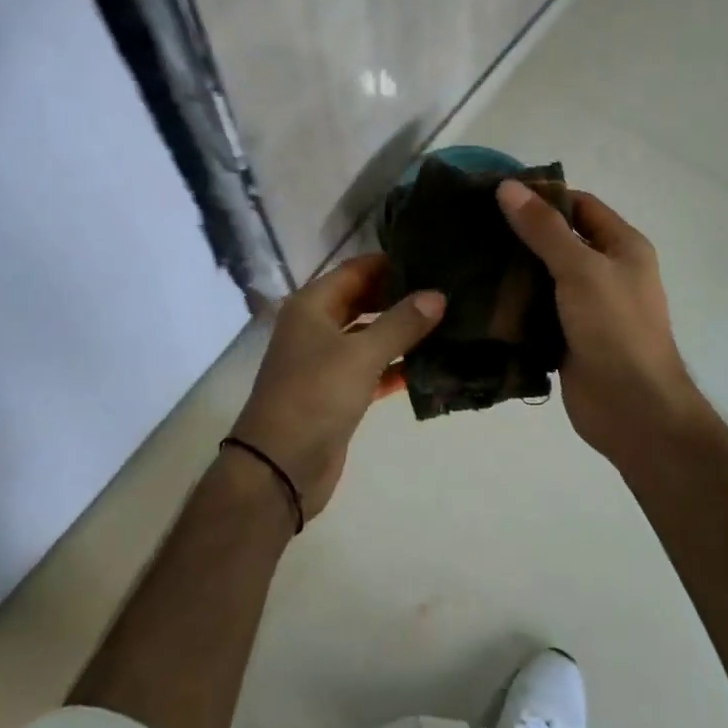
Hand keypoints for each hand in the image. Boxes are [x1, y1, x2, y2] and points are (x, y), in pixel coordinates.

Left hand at [230, 255, 443, 519]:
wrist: (280, 468)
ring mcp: (326, 362)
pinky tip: (430, 365)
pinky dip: (396, 366)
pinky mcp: (338, 393)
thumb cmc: (315, 396)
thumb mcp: (361, 354)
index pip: (356, 270)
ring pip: (369, 336)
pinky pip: (372, 369)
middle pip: (363, 301)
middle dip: (400, 296)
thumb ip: (402, 323)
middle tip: (446, 290)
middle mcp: (316, 328)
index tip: (432, 259)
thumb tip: (438, 295)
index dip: (390, 263)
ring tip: (448, 322)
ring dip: (401, 332)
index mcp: (312, 306)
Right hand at [496, 180, 707, 466]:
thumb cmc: (615, 328)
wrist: (633, 409)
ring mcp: (586, 307)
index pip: (580, 205)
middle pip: (559, 241)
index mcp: (622, 247)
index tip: (496, 194)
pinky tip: (478, 299)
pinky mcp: (567, 337)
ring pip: (543, 278)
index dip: (543, 196)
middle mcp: (606, 272)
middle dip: (520, 233)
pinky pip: (536, 312)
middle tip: (471, 225)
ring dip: (512, 272)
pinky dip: (512, 306)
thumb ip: (544, 230)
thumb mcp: (581, 269)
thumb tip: (508, 187)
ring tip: (466, 258)